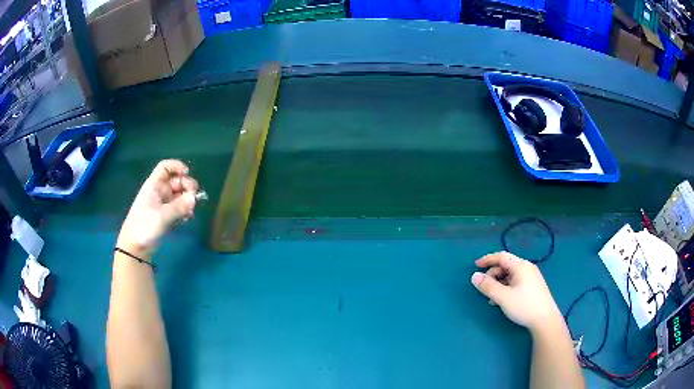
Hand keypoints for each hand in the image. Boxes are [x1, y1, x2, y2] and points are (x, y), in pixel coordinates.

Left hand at [117, 160, 198, 257]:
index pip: (165, 167)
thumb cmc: (144, 226)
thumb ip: (179, 206)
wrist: (135, 247)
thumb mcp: (162, 216)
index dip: (176, 166)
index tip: (187, 173)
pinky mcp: (166, 216)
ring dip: (188, 200)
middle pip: (176, 181)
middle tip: (193, 198)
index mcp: (154, 185)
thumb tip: (194, 199)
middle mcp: (159, 192)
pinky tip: (188, 217)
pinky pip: (179, 208)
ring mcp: (163, 204)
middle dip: (187, 187)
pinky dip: (185, 210)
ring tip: (191, 211)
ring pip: (180, 195)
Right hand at [471, 252, 562, 332]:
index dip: (487, 259)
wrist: (545, 320)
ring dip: (498, 283)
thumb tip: (474, 276)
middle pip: (505, 266)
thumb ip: (488, 286)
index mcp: (521, 266)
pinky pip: (515, 282)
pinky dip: (506, 287)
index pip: (501, 256)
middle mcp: (527, 268)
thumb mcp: (503, 297)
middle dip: (492, 275)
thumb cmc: (524, 306)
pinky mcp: (532, 287)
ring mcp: (531, 277)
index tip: (475, 265)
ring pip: (510, 275)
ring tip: (492, 298)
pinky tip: (502, 300)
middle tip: (484, 288)